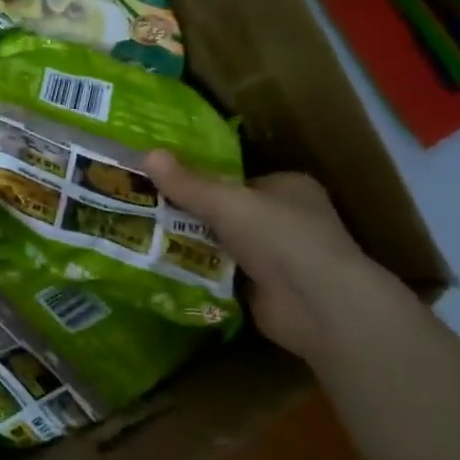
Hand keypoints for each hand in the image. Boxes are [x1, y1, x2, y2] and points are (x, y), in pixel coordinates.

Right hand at [146, 152, 384, 360]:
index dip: (200, 181)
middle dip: (191, 216)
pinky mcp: (266, 291)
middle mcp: (286, 219)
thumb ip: (188, 184)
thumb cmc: (280, 237)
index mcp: (287, 187)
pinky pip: (223, 276)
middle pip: (227, 213)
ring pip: (223, 246)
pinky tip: (164, 271)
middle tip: (143, 214)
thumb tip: (147, 154)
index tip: (160, 184)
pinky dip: (201, 275)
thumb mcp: (228, 202)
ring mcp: (278, 258)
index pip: (236, 179)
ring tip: (142, 239)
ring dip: (192, 247)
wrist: (318, 305)